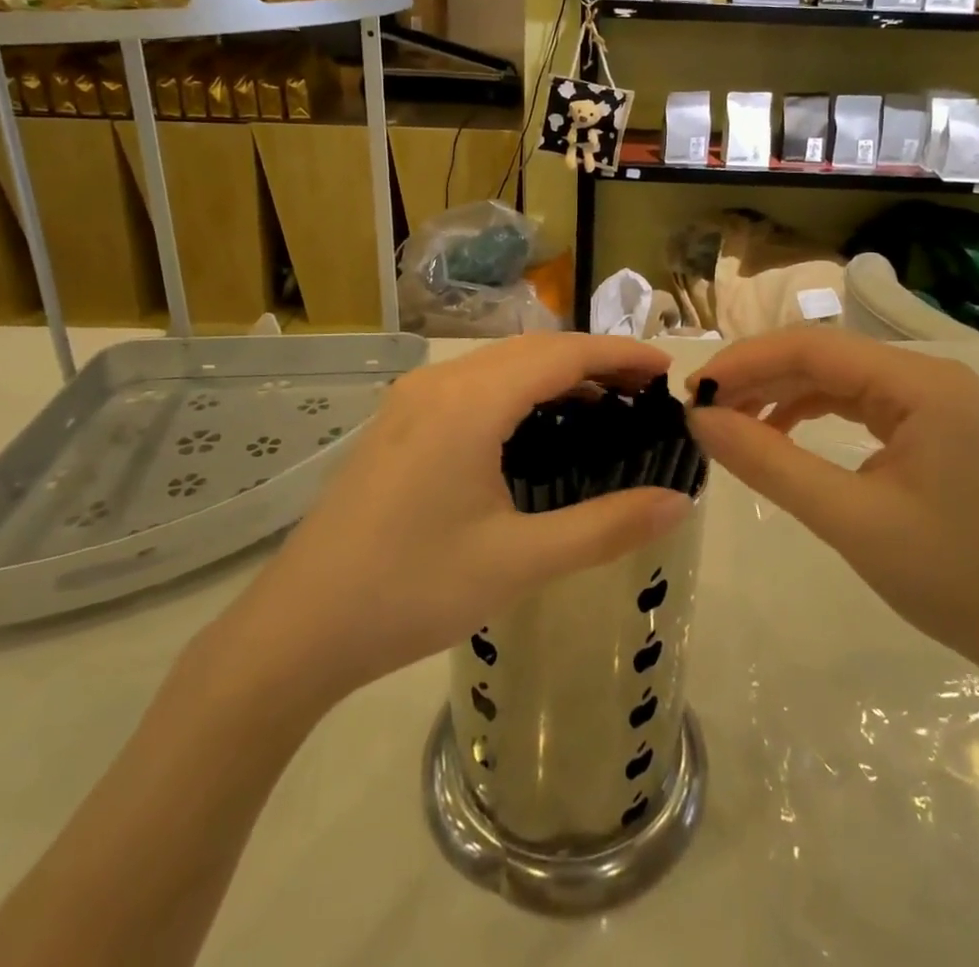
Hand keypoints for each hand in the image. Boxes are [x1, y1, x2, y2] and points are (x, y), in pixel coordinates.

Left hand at [215, 335, 694, 706]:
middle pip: (533, 351)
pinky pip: (474, 385)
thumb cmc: (412, 591)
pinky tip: (538, 425)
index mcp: (470, 403)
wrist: (298, 628)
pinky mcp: (398, 422)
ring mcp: (412, 400)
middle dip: (594, 361)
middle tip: (645, 392)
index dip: (619, 355)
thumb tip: (679, 503)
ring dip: (555, 374)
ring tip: (605, 404)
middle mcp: (439, 383)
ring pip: (501, 365)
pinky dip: (519, 391)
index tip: (666, 371)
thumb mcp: (519, 562)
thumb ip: (606, 527)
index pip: (562, 355)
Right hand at [687, 330, 978, 676]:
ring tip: (728, 422)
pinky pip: (851, 402)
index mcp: (921, 384)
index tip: (693, 391)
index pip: (814, 348)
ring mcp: (927, 399)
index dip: (746, 362)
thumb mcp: (847, 519)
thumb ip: (769, 463)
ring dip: (777, 393)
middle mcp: (925, 376)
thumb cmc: (949, 577)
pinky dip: (806, 412)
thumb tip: (700, 420)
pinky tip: (774, 434)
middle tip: (701, 408)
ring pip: (832, 377)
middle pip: (822, 356)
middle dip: (757, 377)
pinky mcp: (923, 424)